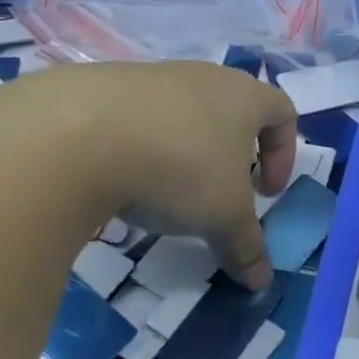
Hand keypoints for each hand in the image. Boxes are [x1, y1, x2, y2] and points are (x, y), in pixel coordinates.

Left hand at [0, 61, 296, 289]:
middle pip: (232, 110)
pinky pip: (134, 117)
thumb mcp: (222, 217)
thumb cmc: (178, 168)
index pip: (283, 112)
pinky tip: (120, 179)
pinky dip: (138, 146)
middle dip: (232, 154)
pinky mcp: (100, 86)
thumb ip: (246, 246)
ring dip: (184, 149)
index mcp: (244, 97)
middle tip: (220, 192)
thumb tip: (261, 283)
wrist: (74, 134)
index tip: (265, 193)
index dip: (284, 154)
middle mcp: (203, 76)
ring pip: (182, 112)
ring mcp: (150, 76)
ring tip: (165, 190)